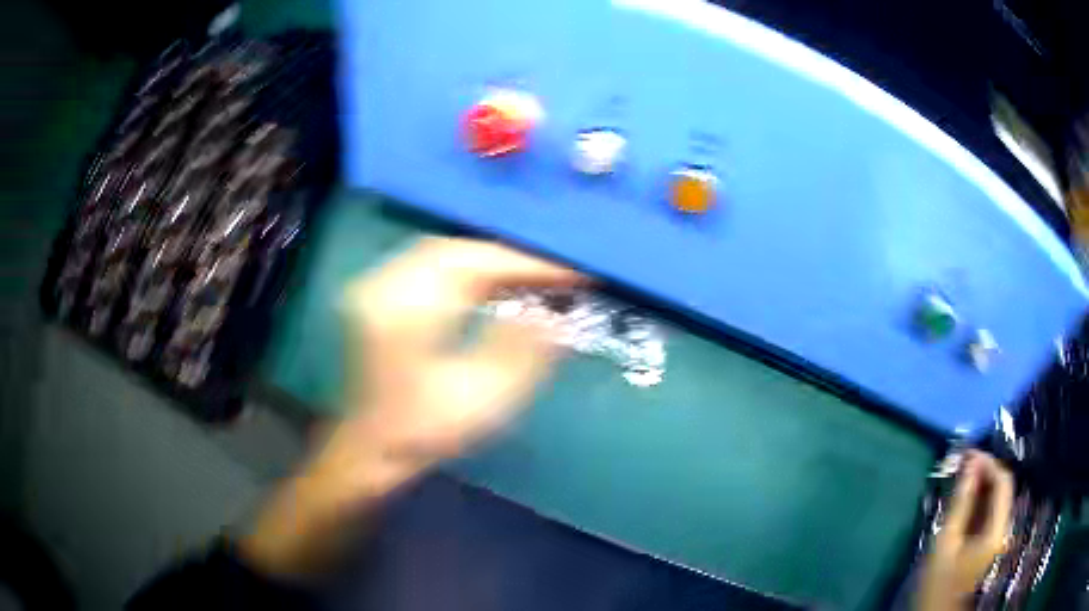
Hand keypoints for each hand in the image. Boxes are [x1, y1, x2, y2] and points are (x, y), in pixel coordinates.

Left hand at [339, 236, 581, 460]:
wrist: (367, 449)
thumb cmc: (422, 432)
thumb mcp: (481, 400)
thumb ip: (522, 352)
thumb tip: (555, 315)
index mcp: (406, 310)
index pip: (476, 264)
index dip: (528, 264)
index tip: (572, 272)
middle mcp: (384, 285)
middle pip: (457, 249)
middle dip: (510, 257)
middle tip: (554, 273)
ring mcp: (376, 286)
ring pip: (442, 252)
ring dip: (488, 260)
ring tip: (530, 276)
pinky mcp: (377, 294)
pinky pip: (428, 265)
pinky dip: (464, 268)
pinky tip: (488, 282)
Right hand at [915, 450, 1013, 609]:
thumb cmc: (939, 581)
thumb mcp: (946, 542)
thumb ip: (961, 502)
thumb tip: (970, 463)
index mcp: (997, 530)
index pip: (1003, 483)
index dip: (989, 463)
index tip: (969, 454)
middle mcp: (1004, 528)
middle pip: (1003, 488)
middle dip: (986, 471)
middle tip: (965, 461)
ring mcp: (999, 535)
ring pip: (998, 498)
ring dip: (983, 483)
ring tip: (964, 474)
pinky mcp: (991, 540)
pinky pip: (992, 510)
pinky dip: (981, 498)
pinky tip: (967, 496)